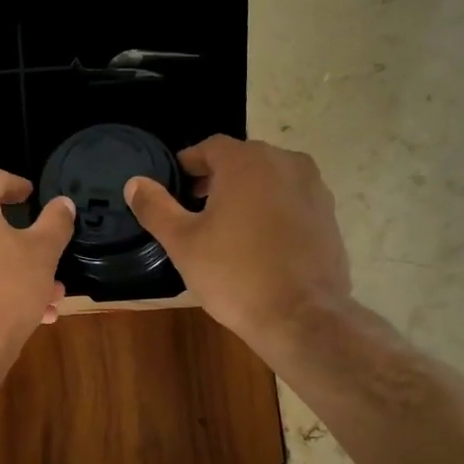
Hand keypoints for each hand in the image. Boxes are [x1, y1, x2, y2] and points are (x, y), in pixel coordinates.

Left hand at [0, 168, 73, 384]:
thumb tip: (63, 203)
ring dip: (7, 270)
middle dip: (20, 244)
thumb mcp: (42, 255)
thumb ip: (55, 223)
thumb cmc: (4, 293)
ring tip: (43, 299)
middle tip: (47, 262)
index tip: (32, 197)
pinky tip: (12, 310)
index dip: (18, 188)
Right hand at [124, 135, 352, 356]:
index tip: (173, 188)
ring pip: (269, 181)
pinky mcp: (329, 215)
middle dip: (216, 181)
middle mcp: (286, 162)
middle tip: (194, 211)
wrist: (300, 316)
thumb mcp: (183, 243)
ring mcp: (313, 188)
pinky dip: (271, 213)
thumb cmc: (234, 275)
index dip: (187, 165)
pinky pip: (290, 203)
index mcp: (247, 161)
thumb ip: (156, 208)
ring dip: (245, 196)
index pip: (209, 147)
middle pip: (241, 161)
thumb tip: (134, 184)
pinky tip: (258, 246)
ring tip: (226, 230)